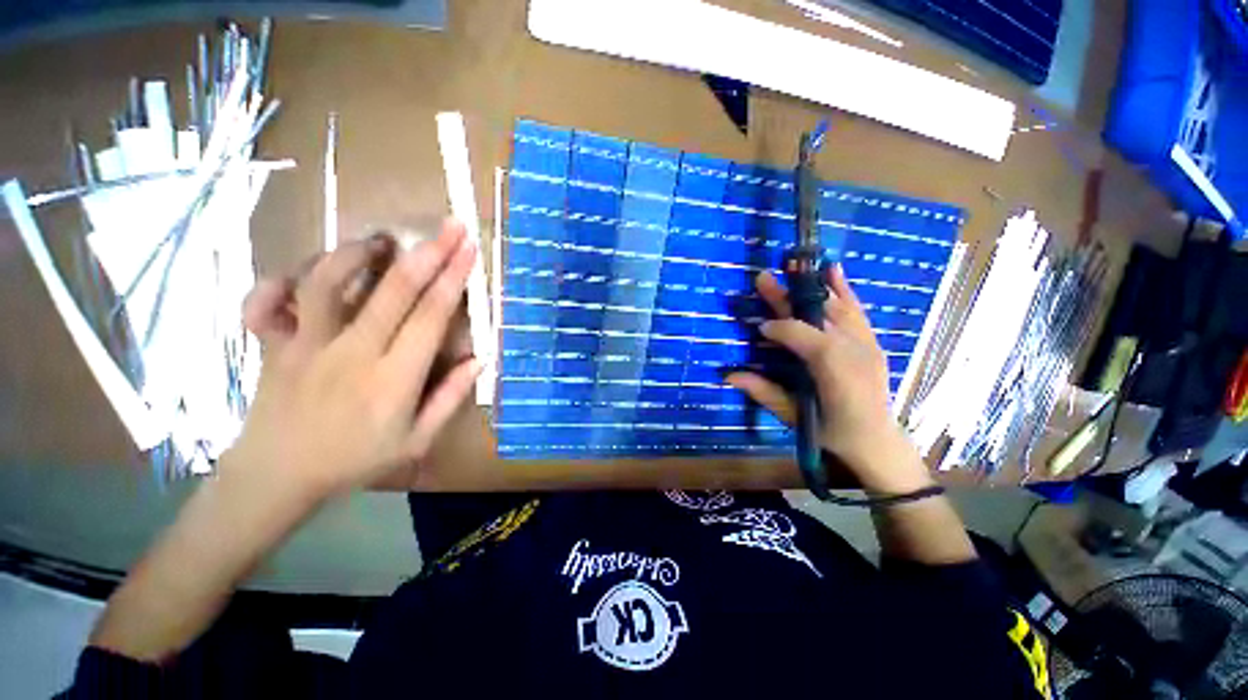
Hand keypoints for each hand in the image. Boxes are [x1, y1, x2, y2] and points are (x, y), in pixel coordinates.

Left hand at [227, 219, 480, 503]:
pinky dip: (281, 279)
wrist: (276, 478)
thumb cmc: (354, 461)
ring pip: (327, 283)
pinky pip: (267, 301)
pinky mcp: (273, 344)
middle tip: (450, 226)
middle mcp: (350, 353)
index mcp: (392, 379)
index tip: (469, 250)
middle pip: (392, 292)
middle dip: (428, 254)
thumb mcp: (416, 441)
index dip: (453, 280)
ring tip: (381, 240)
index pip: (430, 317)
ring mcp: (305, 345)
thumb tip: (479, 359)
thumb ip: (450, 398)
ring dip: (357, 254)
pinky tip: (305, 272)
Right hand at [726, 266, 931, 492]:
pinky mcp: (872, 343)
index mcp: (833, 368)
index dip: (777, 327)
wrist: (877, 442)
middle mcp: (853, 348)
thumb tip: (728, 375)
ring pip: (837, 307)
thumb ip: (763, 392)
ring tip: (793, 263)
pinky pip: (857, 311)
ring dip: (811, 286)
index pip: (800, 334)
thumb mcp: (795, 416)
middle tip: (763, 279)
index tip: (758, 327)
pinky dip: (844, 290)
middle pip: (816, 314)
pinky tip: (833, 271)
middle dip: (787, 297)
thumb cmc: (832, 433)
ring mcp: (867, 343)